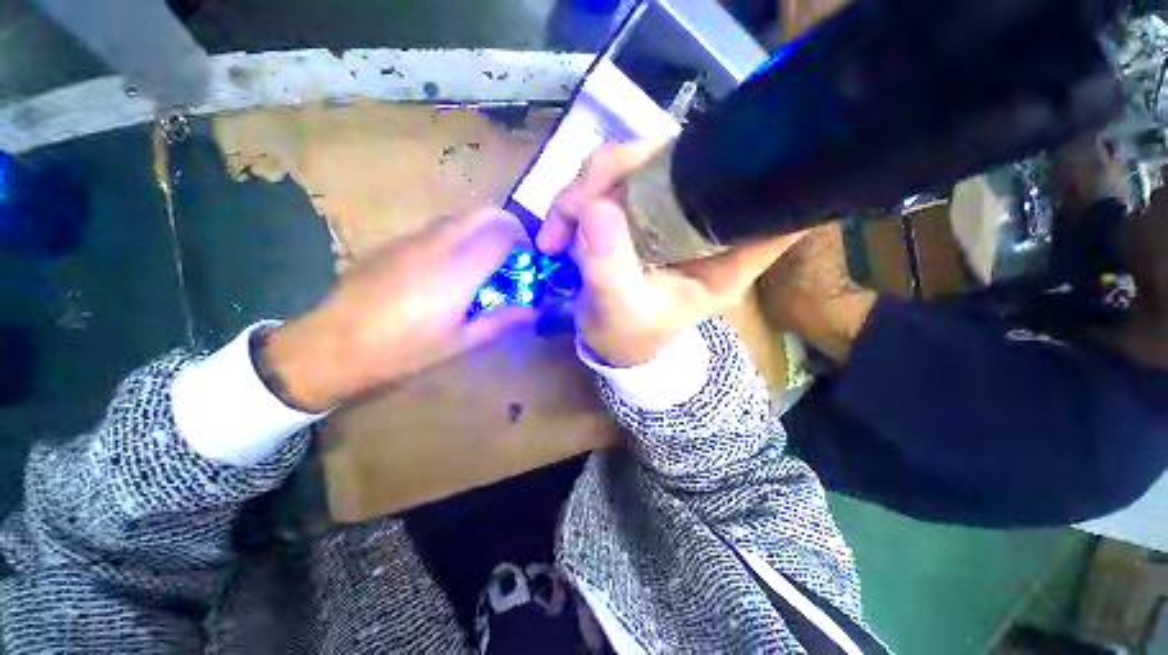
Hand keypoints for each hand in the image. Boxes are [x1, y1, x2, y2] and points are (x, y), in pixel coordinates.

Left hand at [262, 209, 535, 411]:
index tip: (528, 262)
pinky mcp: (394, 243)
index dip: (523, 243)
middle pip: (483, 213)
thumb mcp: (460, 344)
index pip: (503, 234)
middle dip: (508, 227)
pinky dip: (459, 236)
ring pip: (460, 217)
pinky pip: (437, 227)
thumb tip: (534, 313)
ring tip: (486, 262)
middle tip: (514, 255)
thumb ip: (502, 323)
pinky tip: (451, 268)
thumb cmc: (402, 350)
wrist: (332, 345)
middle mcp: (437, 244)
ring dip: (483, 230)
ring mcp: (412, 239)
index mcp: (458, 270)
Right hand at [538, 144, 803, 366]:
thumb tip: (596, 207)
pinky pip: (606, 181)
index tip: (725, 154)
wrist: (607, 339)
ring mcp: (667, 209)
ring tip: (556, 232)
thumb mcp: (620, 310)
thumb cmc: (627, 335)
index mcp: (725, 254)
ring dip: (585, 189)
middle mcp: (702, 221)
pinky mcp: (637, 207)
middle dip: (620, 172)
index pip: (771, 202)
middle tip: (577, 205)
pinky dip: (575, 199)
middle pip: (682, 161)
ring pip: (634, 164)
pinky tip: (556, 231)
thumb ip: (611, 267)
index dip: (761, 168)